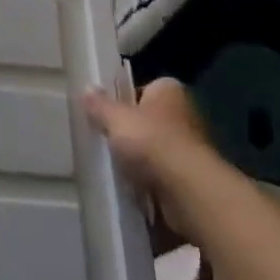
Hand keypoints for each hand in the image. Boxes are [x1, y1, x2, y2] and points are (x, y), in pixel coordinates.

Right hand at [83, 77, 219, 243]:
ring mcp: (191, 147)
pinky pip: (162, 174)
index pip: (143, 88)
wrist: (188, 191)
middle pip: (149, 119)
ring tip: (112, 164)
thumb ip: (100, 105)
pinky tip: (129, 185)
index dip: (124, 99)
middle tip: (104, 138)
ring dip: (139, 158)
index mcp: (168, 90)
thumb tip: (87, 88)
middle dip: (130, 130)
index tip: (105, 113)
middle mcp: (185, 113)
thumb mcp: (115, 118)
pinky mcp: (191, 177)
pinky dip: (148, 179)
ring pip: (155, 148)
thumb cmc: (151, 141)